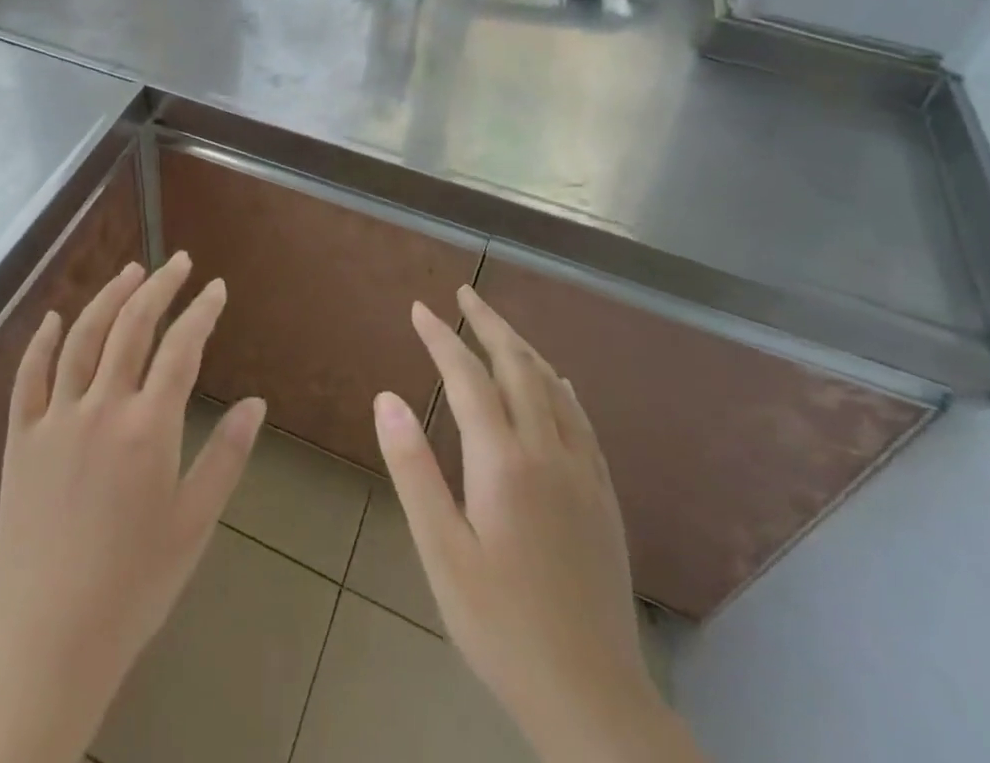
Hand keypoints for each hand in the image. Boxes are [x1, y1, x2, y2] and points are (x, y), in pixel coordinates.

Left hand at [0, 253, 264, 762]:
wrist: (49, 640)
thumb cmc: (134, 586)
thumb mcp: (194, 524)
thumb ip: (226, 457)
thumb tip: (256, 403)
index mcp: (148, 427)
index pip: (181, 348)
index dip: (201, 311)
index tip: (216, 286)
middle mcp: (101, 407)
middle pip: (132, 326)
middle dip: (159, 287)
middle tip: (178, 262)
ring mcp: (55, 418)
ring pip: (83, 337)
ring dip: (108, 297)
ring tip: (131, 272)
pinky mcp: (19, 437)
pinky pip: (28, 375)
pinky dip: (43, 340)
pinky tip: (56, 316)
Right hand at [374, 287, 704, 762]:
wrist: (592, 697)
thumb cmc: (500, 624)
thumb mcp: (441, 551)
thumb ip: (413, 469)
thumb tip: (386, 397)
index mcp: (503, 462)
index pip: (467, 377)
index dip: (441, 337)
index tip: (419, 308)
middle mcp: (548, 453)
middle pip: (518, 367)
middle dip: (488, 324)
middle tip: (464, 293)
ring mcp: (582, 474)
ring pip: (553, 387)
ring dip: (523, 348)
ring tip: (498, 326)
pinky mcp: (603, 498)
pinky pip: (583, 421)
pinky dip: (561, 388)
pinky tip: (557, 382)